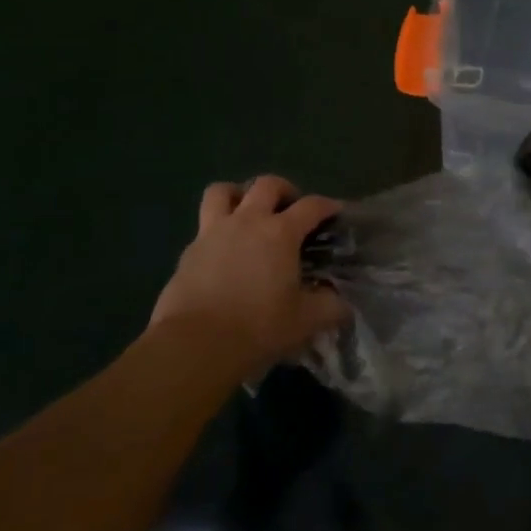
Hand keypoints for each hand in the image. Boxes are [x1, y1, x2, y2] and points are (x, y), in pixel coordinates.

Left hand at [149, 176, 345, 376]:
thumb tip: (341, 303)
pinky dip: (217, 230)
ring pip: (222, 192)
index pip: (312, 206)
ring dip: (238, 195)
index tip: (335, 212)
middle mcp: (247, 221)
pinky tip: (224, 253)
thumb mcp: (305, 321)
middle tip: (291, 208)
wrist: (194, 345)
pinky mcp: (188, 252)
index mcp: (281, 233)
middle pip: (266, 185)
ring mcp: (213, 233)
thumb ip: (329, 306)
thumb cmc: (257, 327)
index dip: (328, 205)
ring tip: (248, 213)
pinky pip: (204, 227)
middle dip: (284, 190)